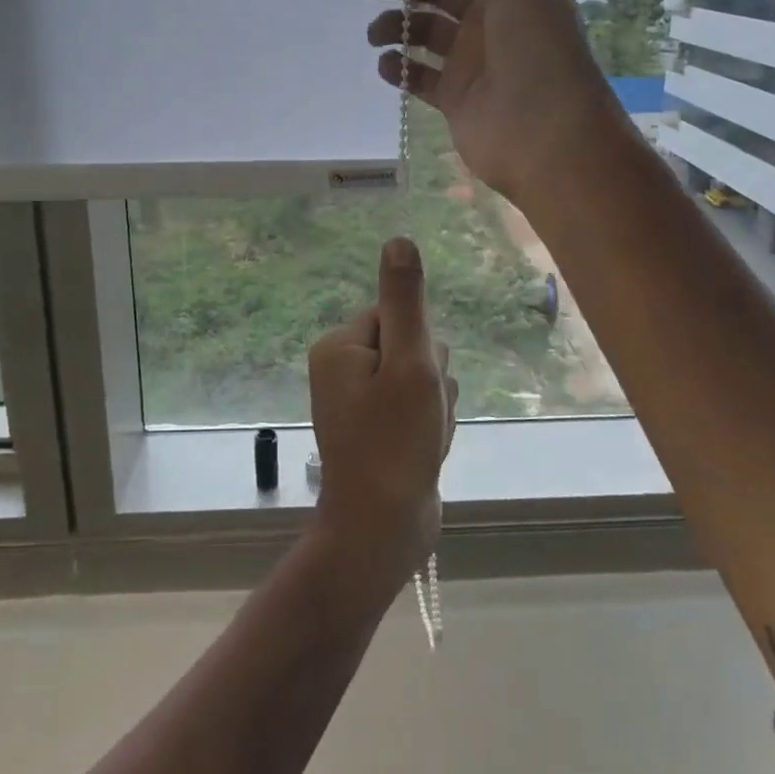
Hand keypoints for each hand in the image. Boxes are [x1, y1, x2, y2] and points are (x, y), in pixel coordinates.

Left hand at [307, 238, 457, 574]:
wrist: (382, 533)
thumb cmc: (394, 444)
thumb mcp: (408, 364)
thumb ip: (406, 302)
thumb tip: (398, 240)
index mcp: (340, 347)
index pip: (399, 318)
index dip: (421, 350)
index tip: (417, 384)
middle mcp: (343, 368)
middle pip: (412, 348)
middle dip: (429, 382)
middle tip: (419, 418)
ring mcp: (360, 402)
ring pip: (422, 381)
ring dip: (434, 409)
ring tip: (422, 440)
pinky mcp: (378, 429)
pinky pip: (417, 410)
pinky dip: (429, 430)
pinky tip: (424, 454)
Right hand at [361, 0, 633, 206]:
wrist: (547, 132)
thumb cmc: (536, 48)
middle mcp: (490, 21)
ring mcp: (472, 62)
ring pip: (423, 33)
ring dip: (396, 25)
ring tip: (376, 33)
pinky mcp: (455, 99)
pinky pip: (419, 77)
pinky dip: (399, 68)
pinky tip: (387, 64)